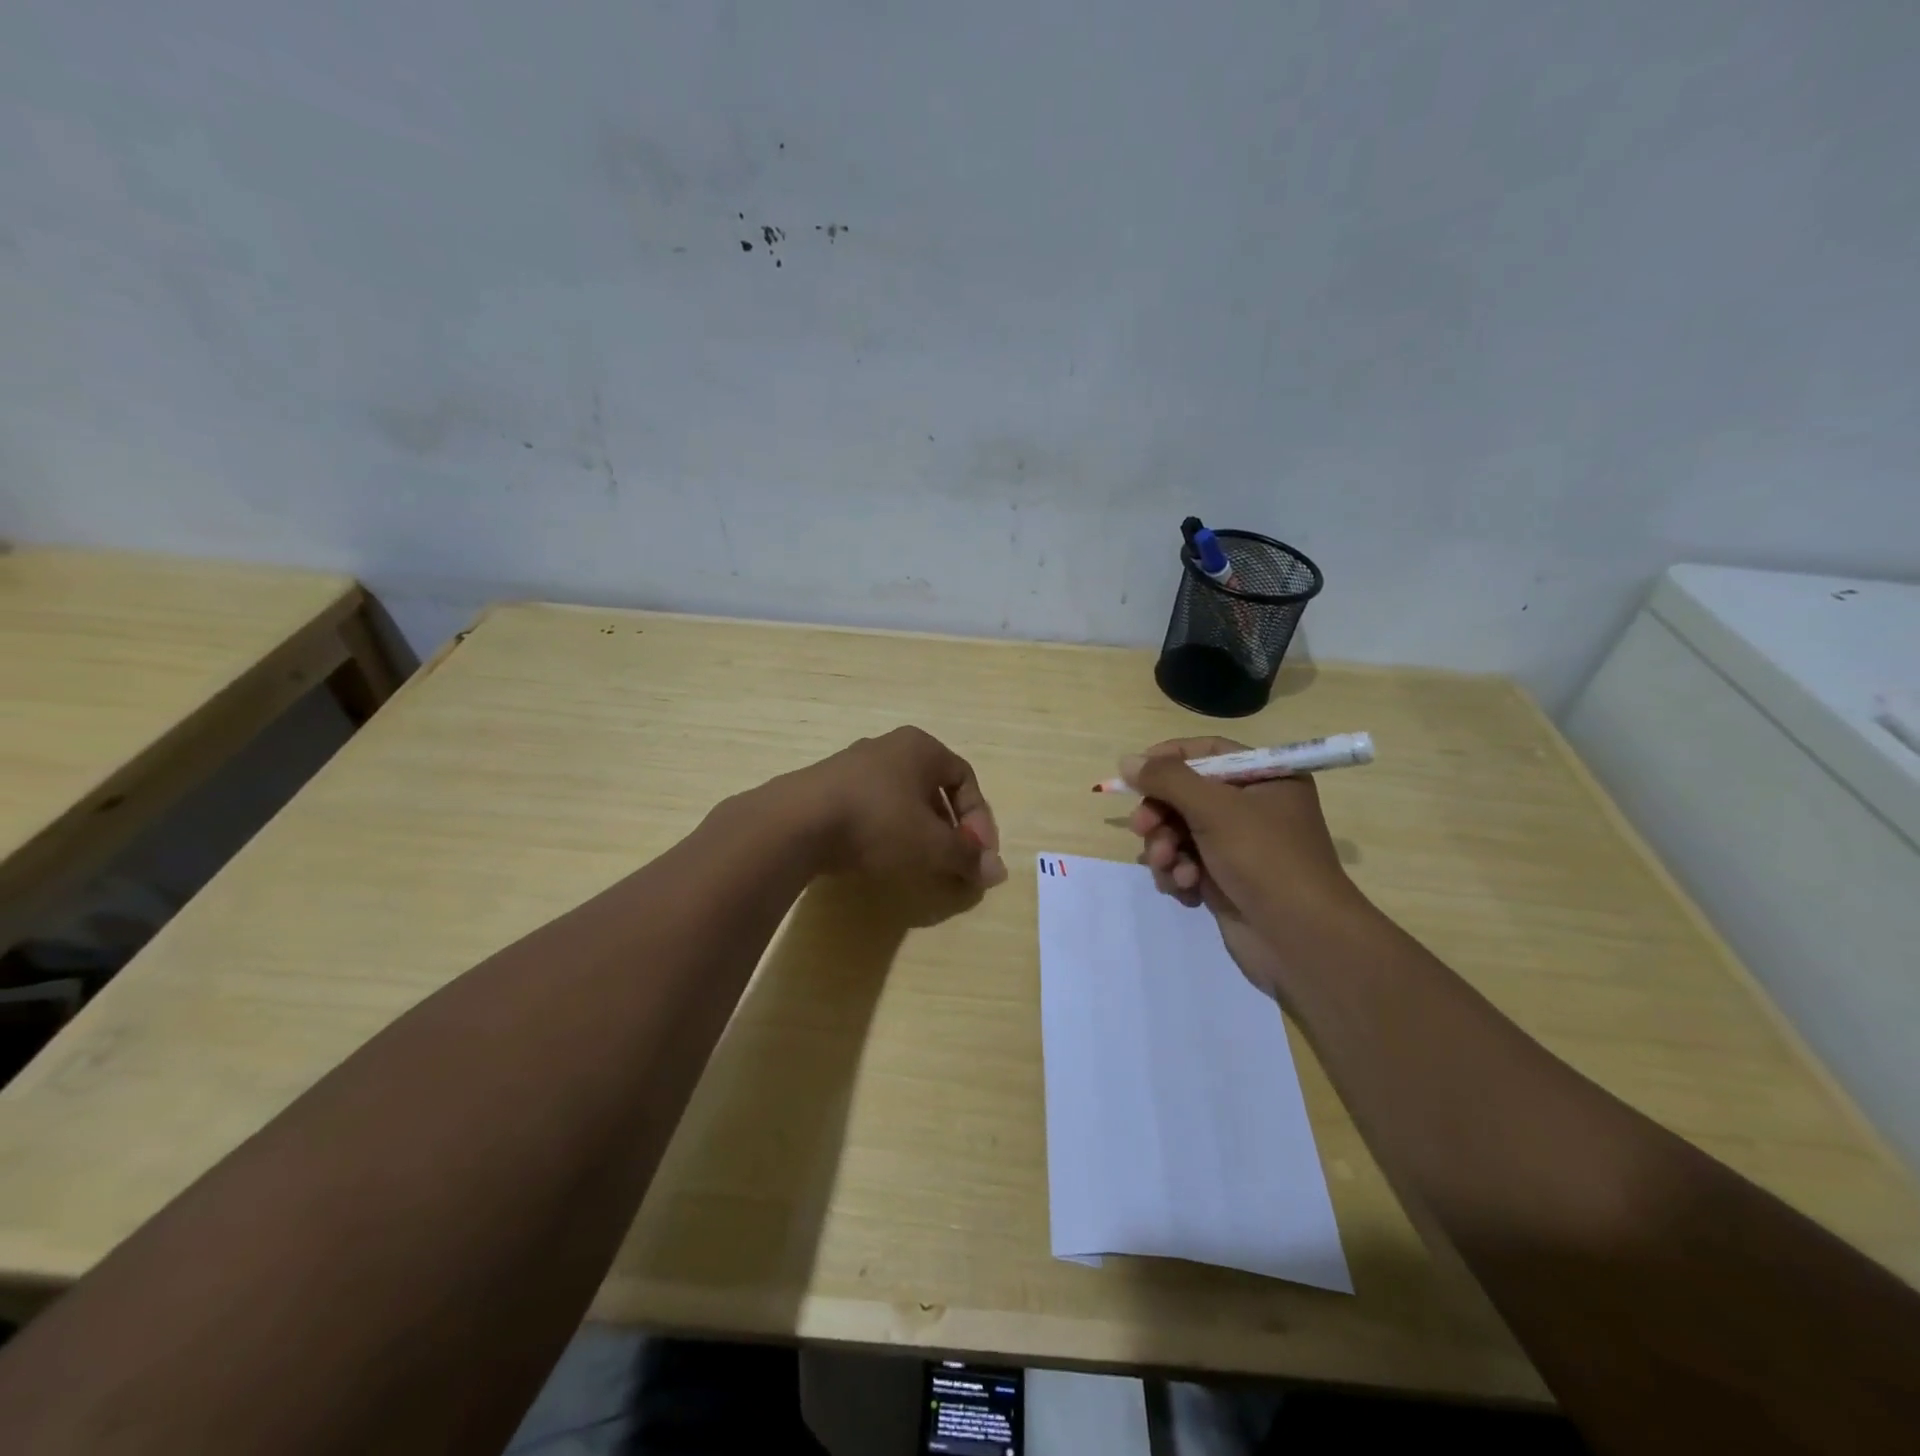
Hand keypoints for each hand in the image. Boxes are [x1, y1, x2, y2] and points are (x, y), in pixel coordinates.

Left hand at [790, 726, 1007, 887]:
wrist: (796, 823)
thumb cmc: (877, 822)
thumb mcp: (931, 844)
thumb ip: (966, 856)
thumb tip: (998, 871)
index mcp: (921, 747)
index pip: (965, 778)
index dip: (979, 819)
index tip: (978, 855)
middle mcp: (889, 747)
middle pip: (934, 787)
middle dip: (950, 827)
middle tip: (953, 860)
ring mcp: (854, 765)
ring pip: (902, 798)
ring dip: (919, 830)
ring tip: (919, 863)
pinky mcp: (827, 787)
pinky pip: (872, 806)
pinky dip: (886, 830)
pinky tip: (880, 856)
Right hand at [1123, 737, 1365, 995]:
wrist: (1300, 940)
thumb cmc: (1265, 860)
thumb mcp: (1215, 809)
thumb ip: (1167, 780)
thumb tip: (1127, 761)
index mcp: (1265, 779)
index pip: (1208, 753)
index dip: (1168, 759)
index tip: (1134, 774)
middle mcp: (1252, 808)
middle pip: (1186, 795)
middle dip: (1160, 815)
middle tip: (1142, 829)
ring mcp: (1237, 846)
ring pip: (1179, 832)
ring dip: (1165, 849)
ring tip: (1170, 869)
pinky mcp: (1224, 880)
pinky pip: (1185, 863)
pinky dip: (1178, 874)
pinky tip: (1186, 889)